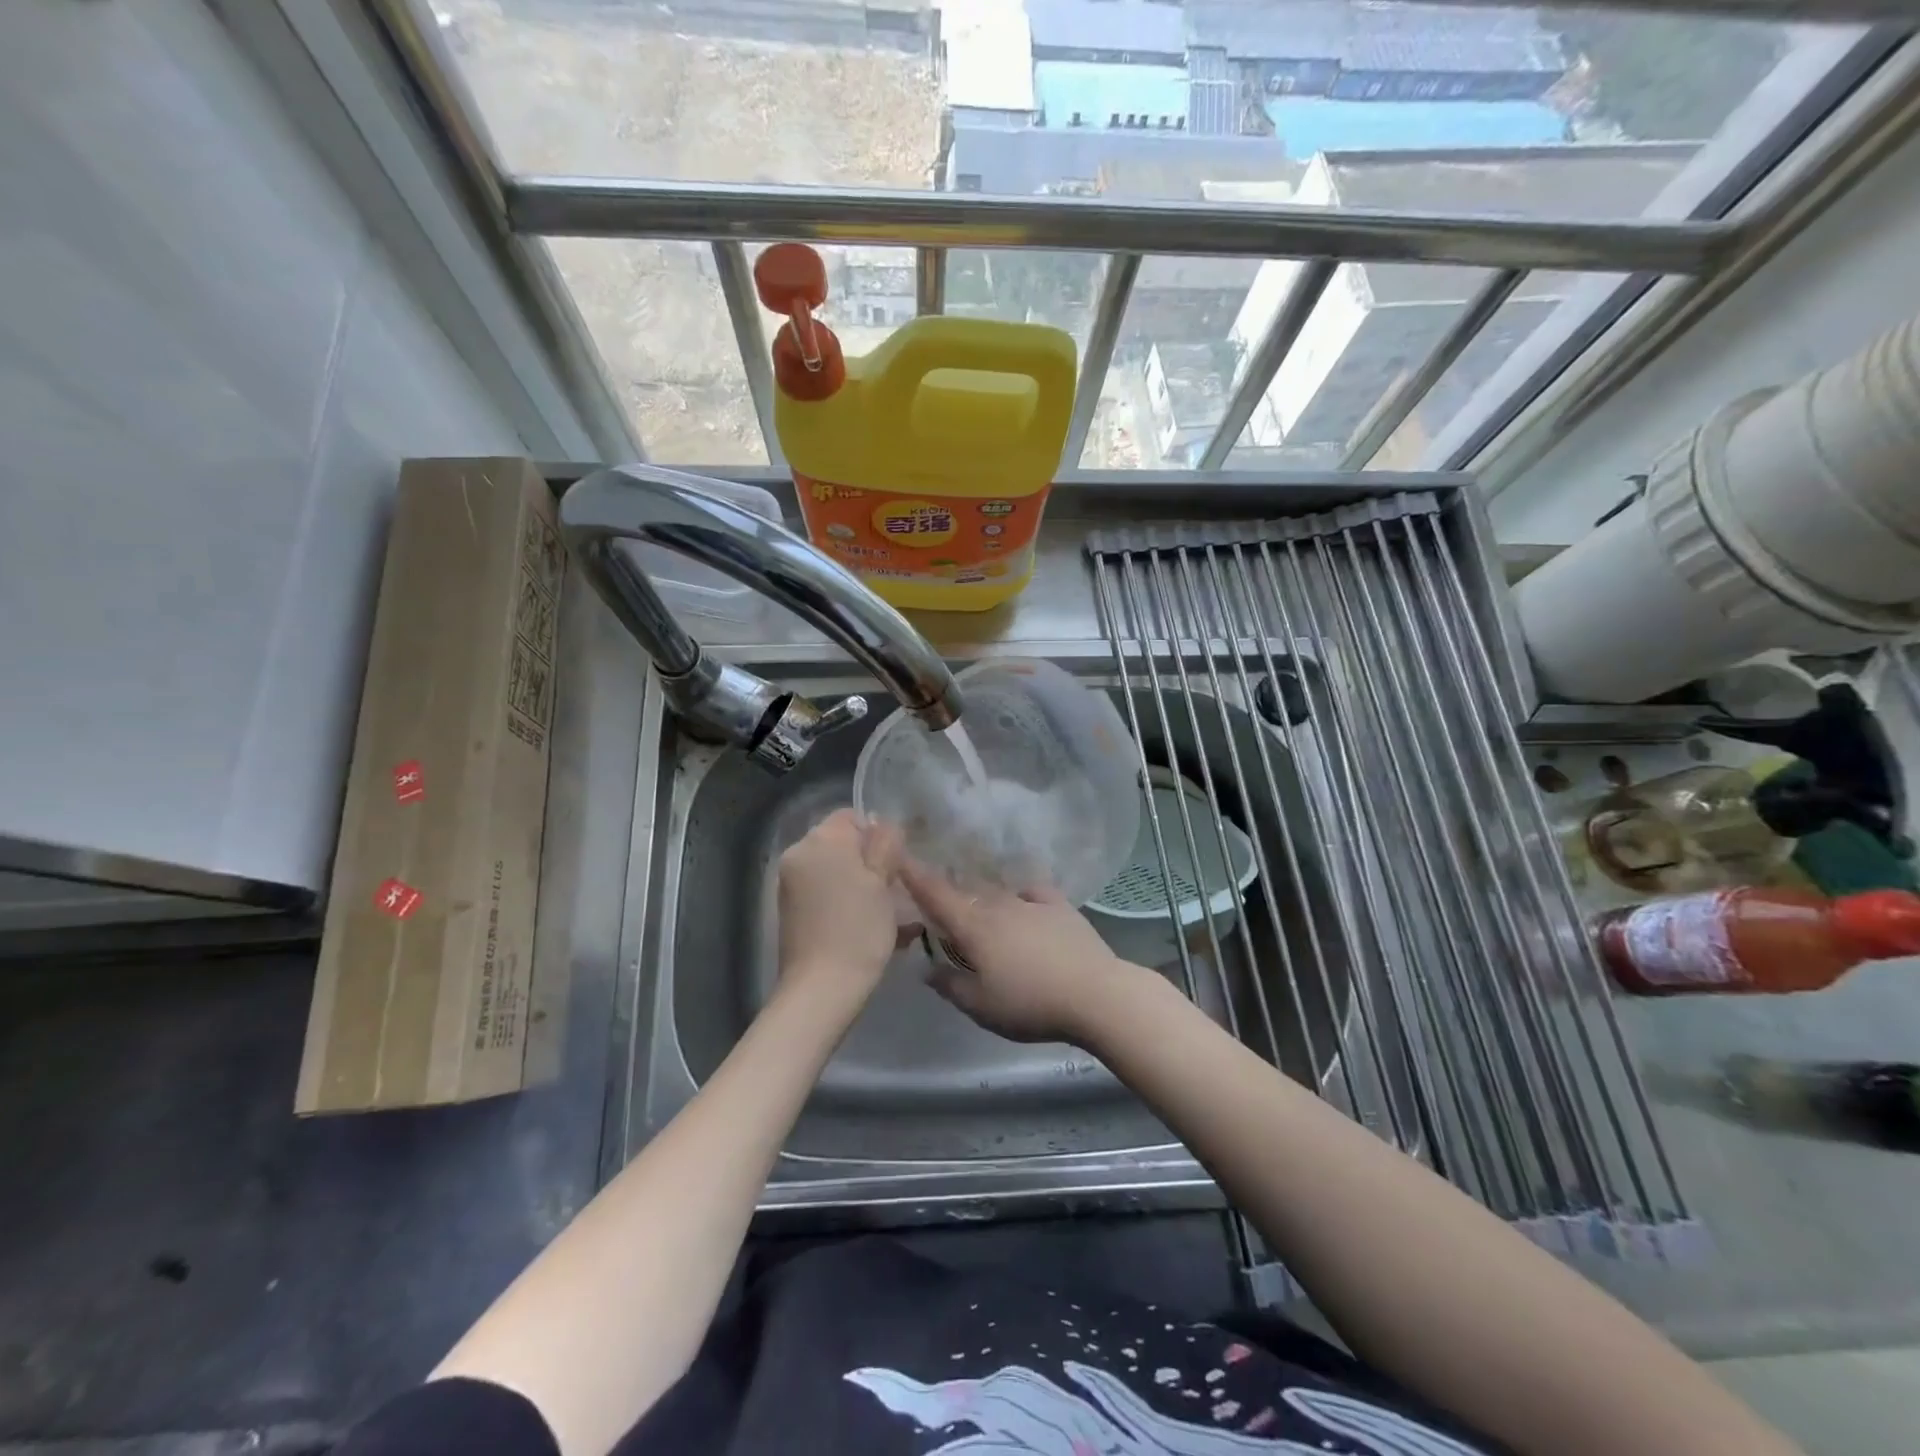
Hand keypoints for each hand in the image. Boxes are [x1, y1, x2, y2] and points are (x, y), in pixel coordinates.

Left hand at [777, 809, 907, 1009]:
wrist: (821, 989)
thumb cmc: (858, 930)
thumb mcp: (882, 881)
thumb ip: (884, 845)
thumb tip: (883, 825)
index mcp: (820, 840)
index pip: (851, 816)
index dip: (877, 835)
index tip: (896, 863)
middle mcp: (799, 855)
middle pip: (841, 843)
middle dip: (869, 860)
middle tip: (895, 888)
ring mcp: (791, 884)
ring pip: (835, 870)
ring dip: (861, 883)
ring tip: (889, 913)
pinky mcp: (791, 911)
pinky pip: (825, 892)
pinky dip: (847, 901)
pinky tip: (871, 927)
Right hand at [899, 861, 1142, 1043]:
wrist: (1095, 994)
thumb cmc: (1030, 1003)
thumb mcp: (980, 1006)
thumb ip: (949, 985)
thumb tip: (926, 969)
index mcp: (974, 927)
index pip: (935, 895)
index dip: (914, 875)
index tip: (897, 857)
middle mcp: (999, 905)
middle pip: (967, 895)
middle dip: (951, 899)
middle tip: (943, 912)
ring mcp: (1031, 903)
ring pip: (997, 894)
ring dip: (984, 902)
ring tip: (982, 916)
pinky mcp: (1060, 906)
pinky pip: (1032, 893)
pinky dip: (1021, 897)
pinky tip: (1023, 905)